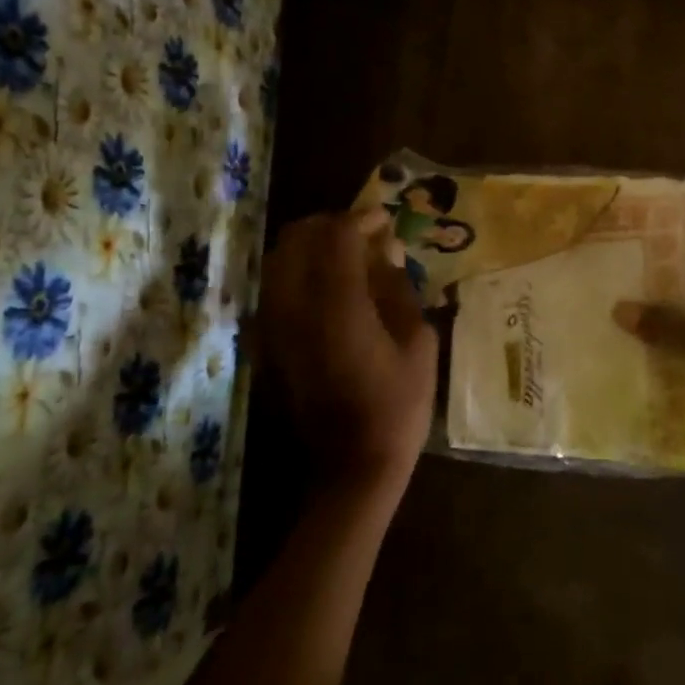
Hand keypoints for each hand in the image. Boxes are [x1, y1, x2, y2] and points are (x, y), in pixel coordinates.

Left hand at [260, 209, 436, 490]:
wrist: (352, 466)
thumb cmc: (398, 405)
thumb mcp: (418, 342)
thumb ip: (398, 288)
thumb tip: (386, 251)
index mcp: (337, 306)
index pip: (337, 235)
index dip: (362, 218)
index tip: (386, 220)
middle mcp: (295, 308)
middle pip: (298, 238)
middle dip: (331, 226)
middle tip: (365, 235)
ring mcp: (273, 327)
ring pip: (279, 260)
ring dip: (311, 248)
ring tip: (347, 259)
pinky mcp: (266, 344)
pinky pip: (274, 290)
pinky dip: (298, 275)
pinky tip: (327, 290)